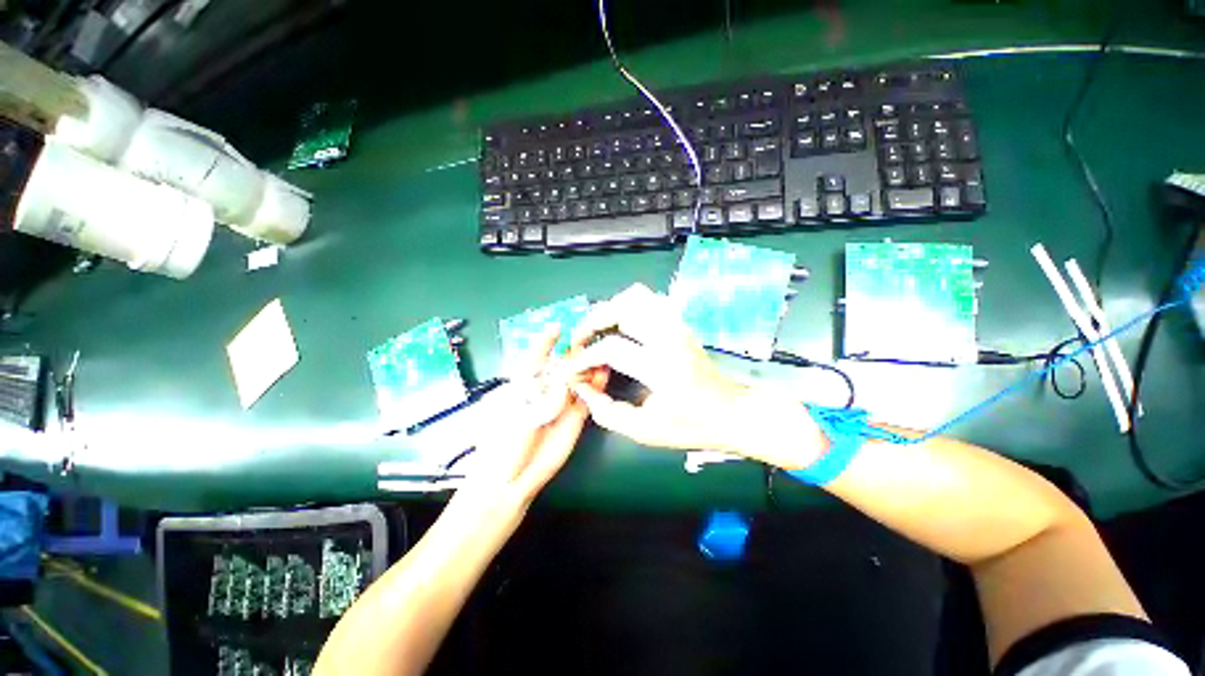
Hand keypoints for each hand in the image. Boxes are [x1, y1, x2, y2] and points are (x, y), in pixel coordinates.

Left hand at [460, 327, 608, 508]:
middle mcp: (545, 391)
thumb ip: (545, 395)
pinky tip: (604, 372)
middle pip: (561, 365)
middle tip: (588, 337)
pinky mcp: (576, 417)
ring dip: (587, 365)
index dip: (546, 342)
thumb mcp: (520, 412)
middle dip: (573, 351)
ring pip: (577, 379)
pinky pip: (588, 397)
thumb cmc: (504, 442)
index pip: (536, 357)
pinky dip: (596, 384)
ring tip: (601, 350)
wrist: (512, 478)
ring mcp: (562, 403)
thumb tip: (565, 377)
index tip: (557, 326)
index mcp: (524, 384)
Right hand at [566, 284, 824, 469]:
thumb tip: (583, 390)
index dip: (584, 358)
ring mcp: (677, 326)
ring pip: (637, 296)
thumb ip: (607, 412)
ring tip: (598, 329)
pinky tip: (621, 325)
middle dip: (592, 320)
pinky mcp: (680, 323)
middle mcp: (669, 338)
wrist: (730, 411)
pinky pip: (650, 300)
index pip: (611, 348)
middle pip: (623, 308)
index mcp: (662, 367)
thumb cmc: (690, 425)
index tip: (572, 369)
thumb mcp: (645, 430)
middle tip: (580, 339)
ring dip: (611, 308)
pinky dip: (628, 306)